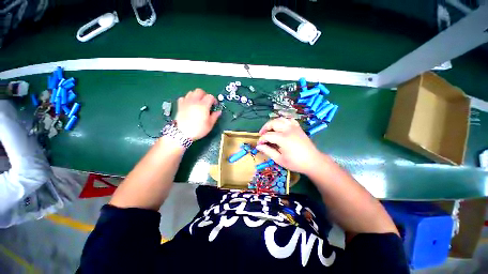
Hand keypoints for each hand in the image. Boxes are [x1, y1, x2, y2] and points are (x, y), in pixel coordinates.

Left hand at [175, 89, 220, 139]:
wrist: (182, 133)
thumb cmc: (198, 129)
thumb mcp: (210, 124)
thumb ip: (215, 116)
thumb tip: (219, 111)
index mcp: (203, 105)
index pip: (210, 96)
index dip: (214, 100)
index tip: (214, 105)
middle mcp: (194, 101)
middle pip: (200, 91)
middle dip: (204, 95)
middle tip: (206, 102)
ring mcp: (186, 102)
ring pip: (191, 92)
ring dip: (196, 96)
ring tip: (198, 103)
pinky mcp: (180, 105)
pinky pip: (184, 97)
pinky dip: (187, 99)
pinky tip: (189, 105)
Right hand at [256, 118, 321, 173]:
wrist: (313, 161)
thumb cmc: (296, 162)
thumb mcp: (279, 159)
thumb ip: (268, 151)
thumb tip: (258, 146)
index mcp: (283, 138)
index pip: (267, 135)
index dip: (261, 139)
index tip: (259, 144)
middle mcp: (288, 130)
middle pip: (272, 123)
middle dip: (265, 128)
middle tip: (261, 135)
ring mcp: (294, 127)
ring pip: (280, 119)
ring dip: (272, 123)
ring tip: (269, 130)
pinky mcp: (298, 127)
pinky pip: (288, 120)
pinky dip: (282, 121)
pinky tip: (281, 127)